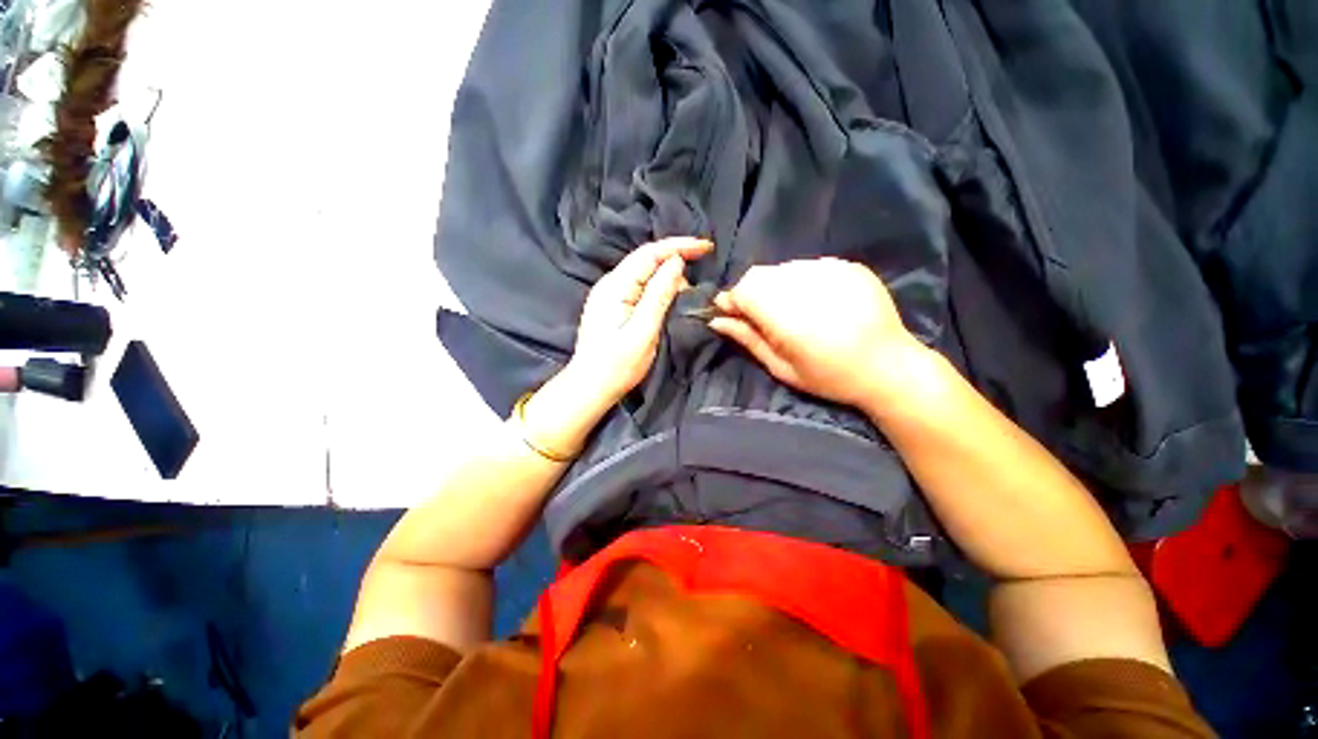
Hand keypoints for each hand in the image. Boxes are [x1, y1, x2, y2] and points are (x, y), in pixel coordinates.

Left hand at [568, 237, 712, 408]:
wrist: (590, 386)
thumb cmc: (617, 365)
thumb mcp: (643, 331)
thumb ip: (659, 295)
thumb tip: (676, 263)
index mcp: (615, 286)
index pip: (649, 254)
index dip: (679, 246)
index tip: (706, 246)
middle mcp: (610, 283)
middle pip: (646, 259)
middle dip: (676, 258)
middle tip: (700, 272)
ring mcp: (610, 294)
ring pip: (644, 273)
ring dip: (668, 276)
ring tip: (688, 291)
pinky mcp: (613, 305)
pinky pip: (640, 286)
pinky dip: (659, 287)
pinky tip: (670, 297)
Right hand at [709, 258, 929, 408]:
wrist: (889, 367)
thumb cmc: (829, 377)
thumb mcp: (782, 367)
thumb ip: (748, 339)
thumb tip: (716, 320)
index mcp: (786, 314)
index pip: (743, 290)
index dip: (732, 301)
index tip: (731, 314)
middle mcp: (804, 284)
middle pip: (760, 275)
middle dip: (751, 293)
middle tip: (761, 316)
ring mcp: (829, 270)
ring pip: (782, 269)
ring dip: (776, 286)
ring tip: (790, 310)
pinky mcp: (848, 266)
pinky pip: (809, 266)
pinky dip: (801, 281)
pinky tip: (814, 302)